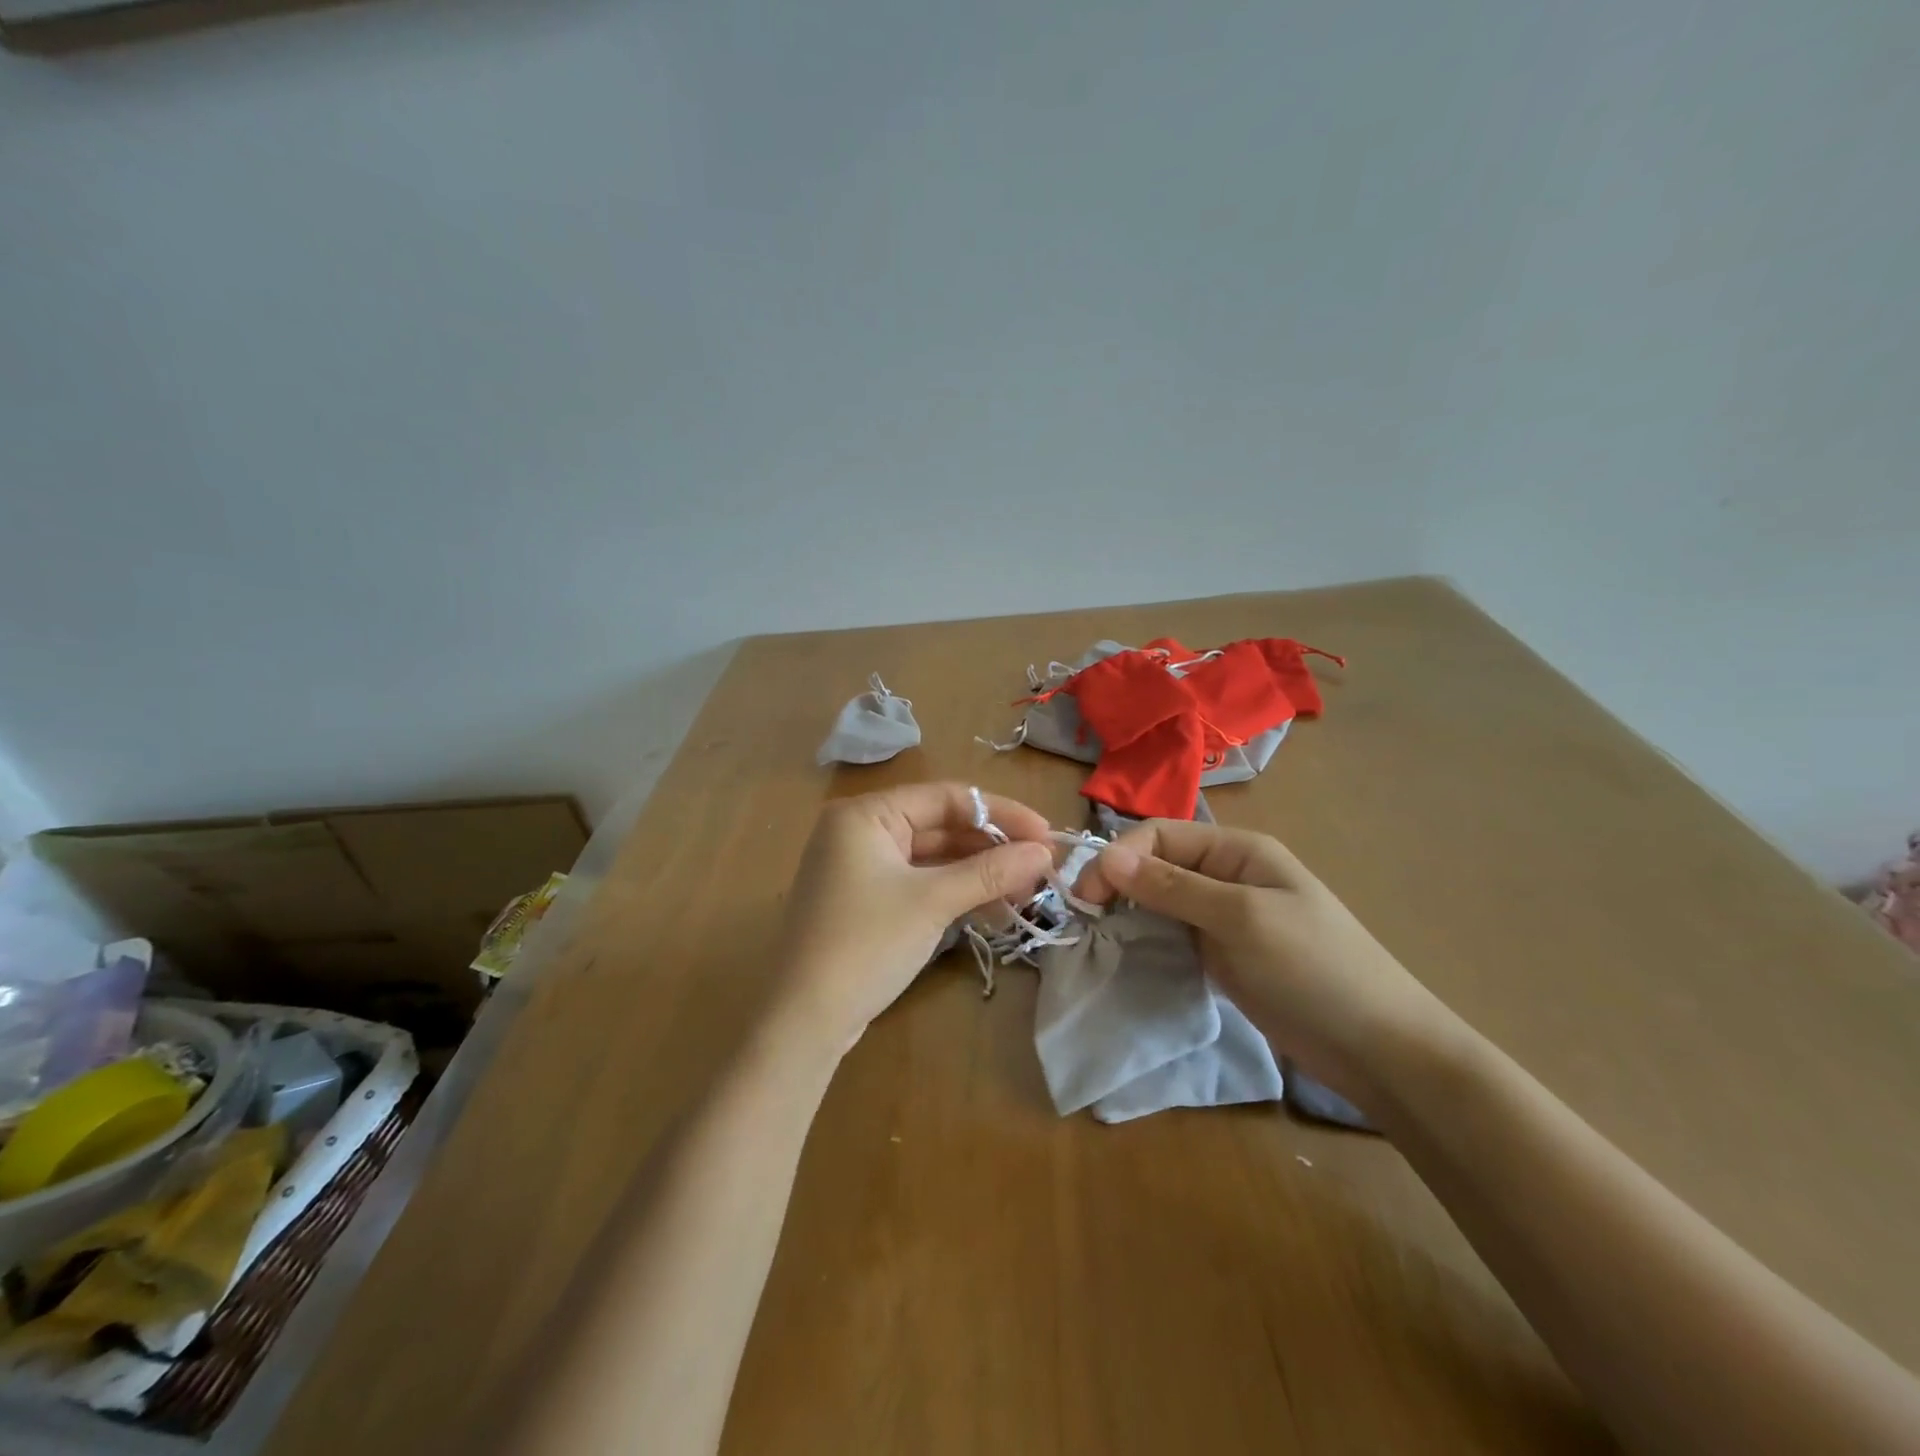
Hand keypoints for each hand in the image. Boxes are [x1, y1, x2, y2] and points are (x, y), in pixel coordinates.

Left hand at [768, 783, 1053, 1055]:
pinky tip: (994, 909)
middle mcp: (861, 830)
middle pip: (940, 826)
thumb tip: (1044, 853)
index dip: (1001, 814)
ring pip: (934, 858)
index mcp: (866, 814)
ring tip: (1027, 892)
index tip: (1046, 836)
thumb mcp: (931, 902)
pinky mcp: (868, 900)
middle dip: (992, 847)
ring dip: (979, 873)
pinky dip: (955, 893)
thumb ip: (989, 871)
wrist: (803, 1021)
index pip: (946, 798)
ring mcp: (862, 867)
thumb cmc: (865, 945)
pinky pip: (920, 882)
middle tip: (1041, 867)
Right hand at [1073, 821, 1459, 1107]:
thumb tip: (1107, 856)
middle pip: (1156, 864)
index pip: (1160, 835)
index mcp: (1236, 851)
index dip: (1118, 857)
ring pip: (1160, 900)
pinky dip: (1147, 937)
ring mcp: (1225, 916)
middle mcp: (1227, 875)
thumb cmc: (1313, 969)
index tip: (1086, 897)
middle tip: (1086, 919)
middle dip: (1118, 883)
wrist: (1378, 1048)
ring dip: (1129, 911)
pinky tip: (1129, 953)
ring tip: (1100, 936)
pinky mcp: (1223, 953)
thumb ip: (1173, 887)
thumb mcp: (1240, 919)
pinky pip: (1173, 932)